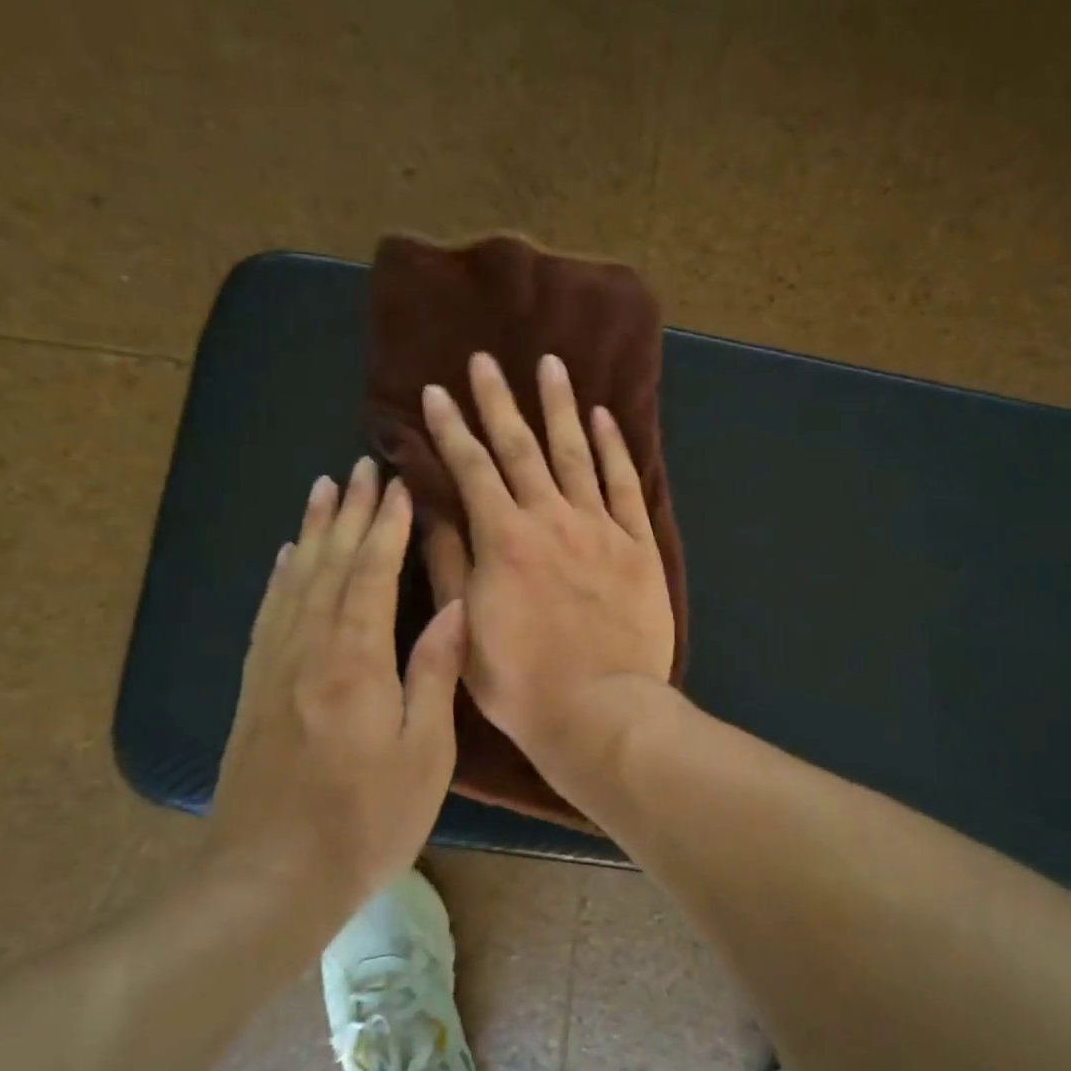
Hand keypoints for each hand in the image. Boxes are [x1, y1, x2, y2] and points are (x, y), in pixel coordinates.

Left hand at [208, 458, 466, 908]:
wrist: (268, 881)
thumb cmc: (365, 821)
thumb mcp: (423, 753)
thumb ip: (434, 673)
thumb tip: (455, 609)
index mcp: (355, 660)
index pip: (373, 573)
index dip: (387, 526)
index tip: (399, 485)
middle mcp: (309, 648)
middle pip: (330, 563)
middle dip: (350, 512)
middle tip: (361, 467)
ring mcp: (274, 666)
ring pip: (295, 578)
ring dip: (312, 530)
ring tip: (323, 489)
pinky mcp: (254, 687)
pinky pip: (268, 613)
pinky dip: (280, 575)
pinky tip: (285, 556)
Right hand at [420, 352, 674, 783]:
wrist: (599, 710)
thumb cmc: (521, 681)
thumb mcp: (465, 627)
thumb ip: (450, 562)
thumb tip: (432, 509)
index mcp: (503, 539)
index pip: (471, 468)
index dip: (451, 428)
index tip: (436, 392)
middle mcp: (550, 518)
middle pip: (521, 447)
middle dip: (499, 401)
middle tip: (485, 360)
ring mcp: (599, 527)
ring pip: (576, 453)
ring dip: (560, 406)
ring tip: (551, 366)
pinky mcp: (637, 543)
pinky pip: (624, 484)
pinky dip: (614, 447)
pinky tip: (604, 417)